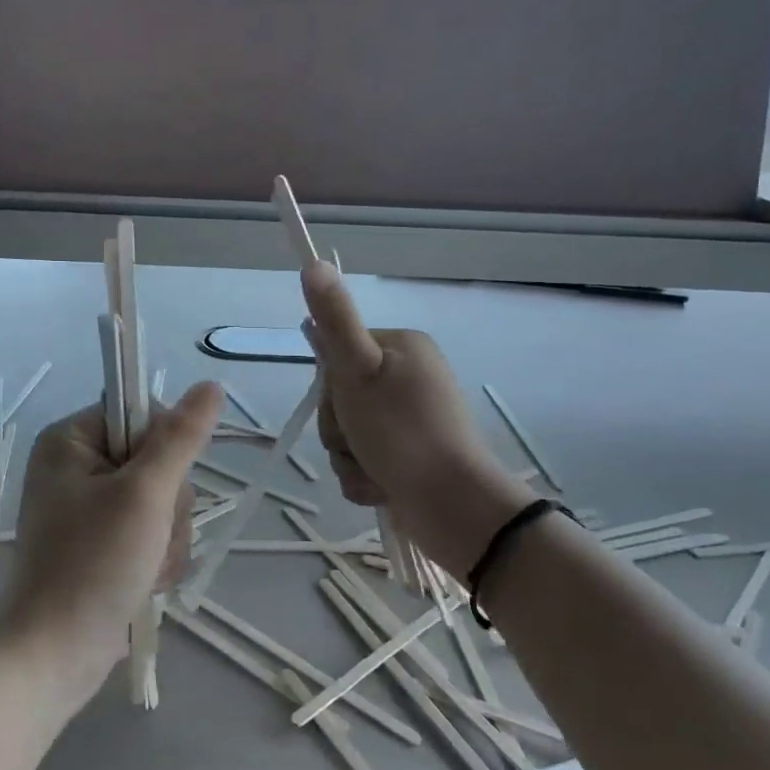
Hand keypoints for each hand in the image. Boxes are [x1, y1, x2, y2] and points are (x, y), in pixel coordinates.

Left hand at [0, 382, 222, 703]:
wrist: (52, 657)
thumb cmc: (92, 565)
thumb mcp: (144, 495)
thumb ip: (180, 438)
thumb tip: (211, 386)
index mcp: (71, 439)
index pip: (140, 412)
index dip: (166, 446)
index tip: (160, 485)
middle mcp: (76, 466)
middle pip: (156, 459)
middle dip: (168, 504)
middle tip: (150, 536)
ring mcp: (89, 507)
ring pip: (161, 499)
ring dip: (168, 536)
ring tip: (147, 568)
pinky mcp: (101, 542)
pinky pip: (151, 530)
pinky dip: (158, 556)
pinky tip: (146, 582)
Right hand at [300, 263, 537, 580]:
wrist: (455, 508)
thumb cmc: (403, 433)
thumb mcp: (358, 370)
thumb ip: (335, 319)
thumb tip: (314, 261)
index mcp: (402, 348)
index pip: (337, 355)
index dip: (329, 387)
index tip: (346, 405)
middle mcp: (410, 377)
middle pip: (341, 397)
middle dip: (340, 430)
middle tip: (360, 442)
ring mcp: (413, 418)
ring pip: (349, 433)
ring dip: (348, 458)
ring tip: (373, 472)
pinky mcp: (413, 456)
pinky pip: (365, 459)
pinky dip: (364, 476)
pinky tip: (380, 488)